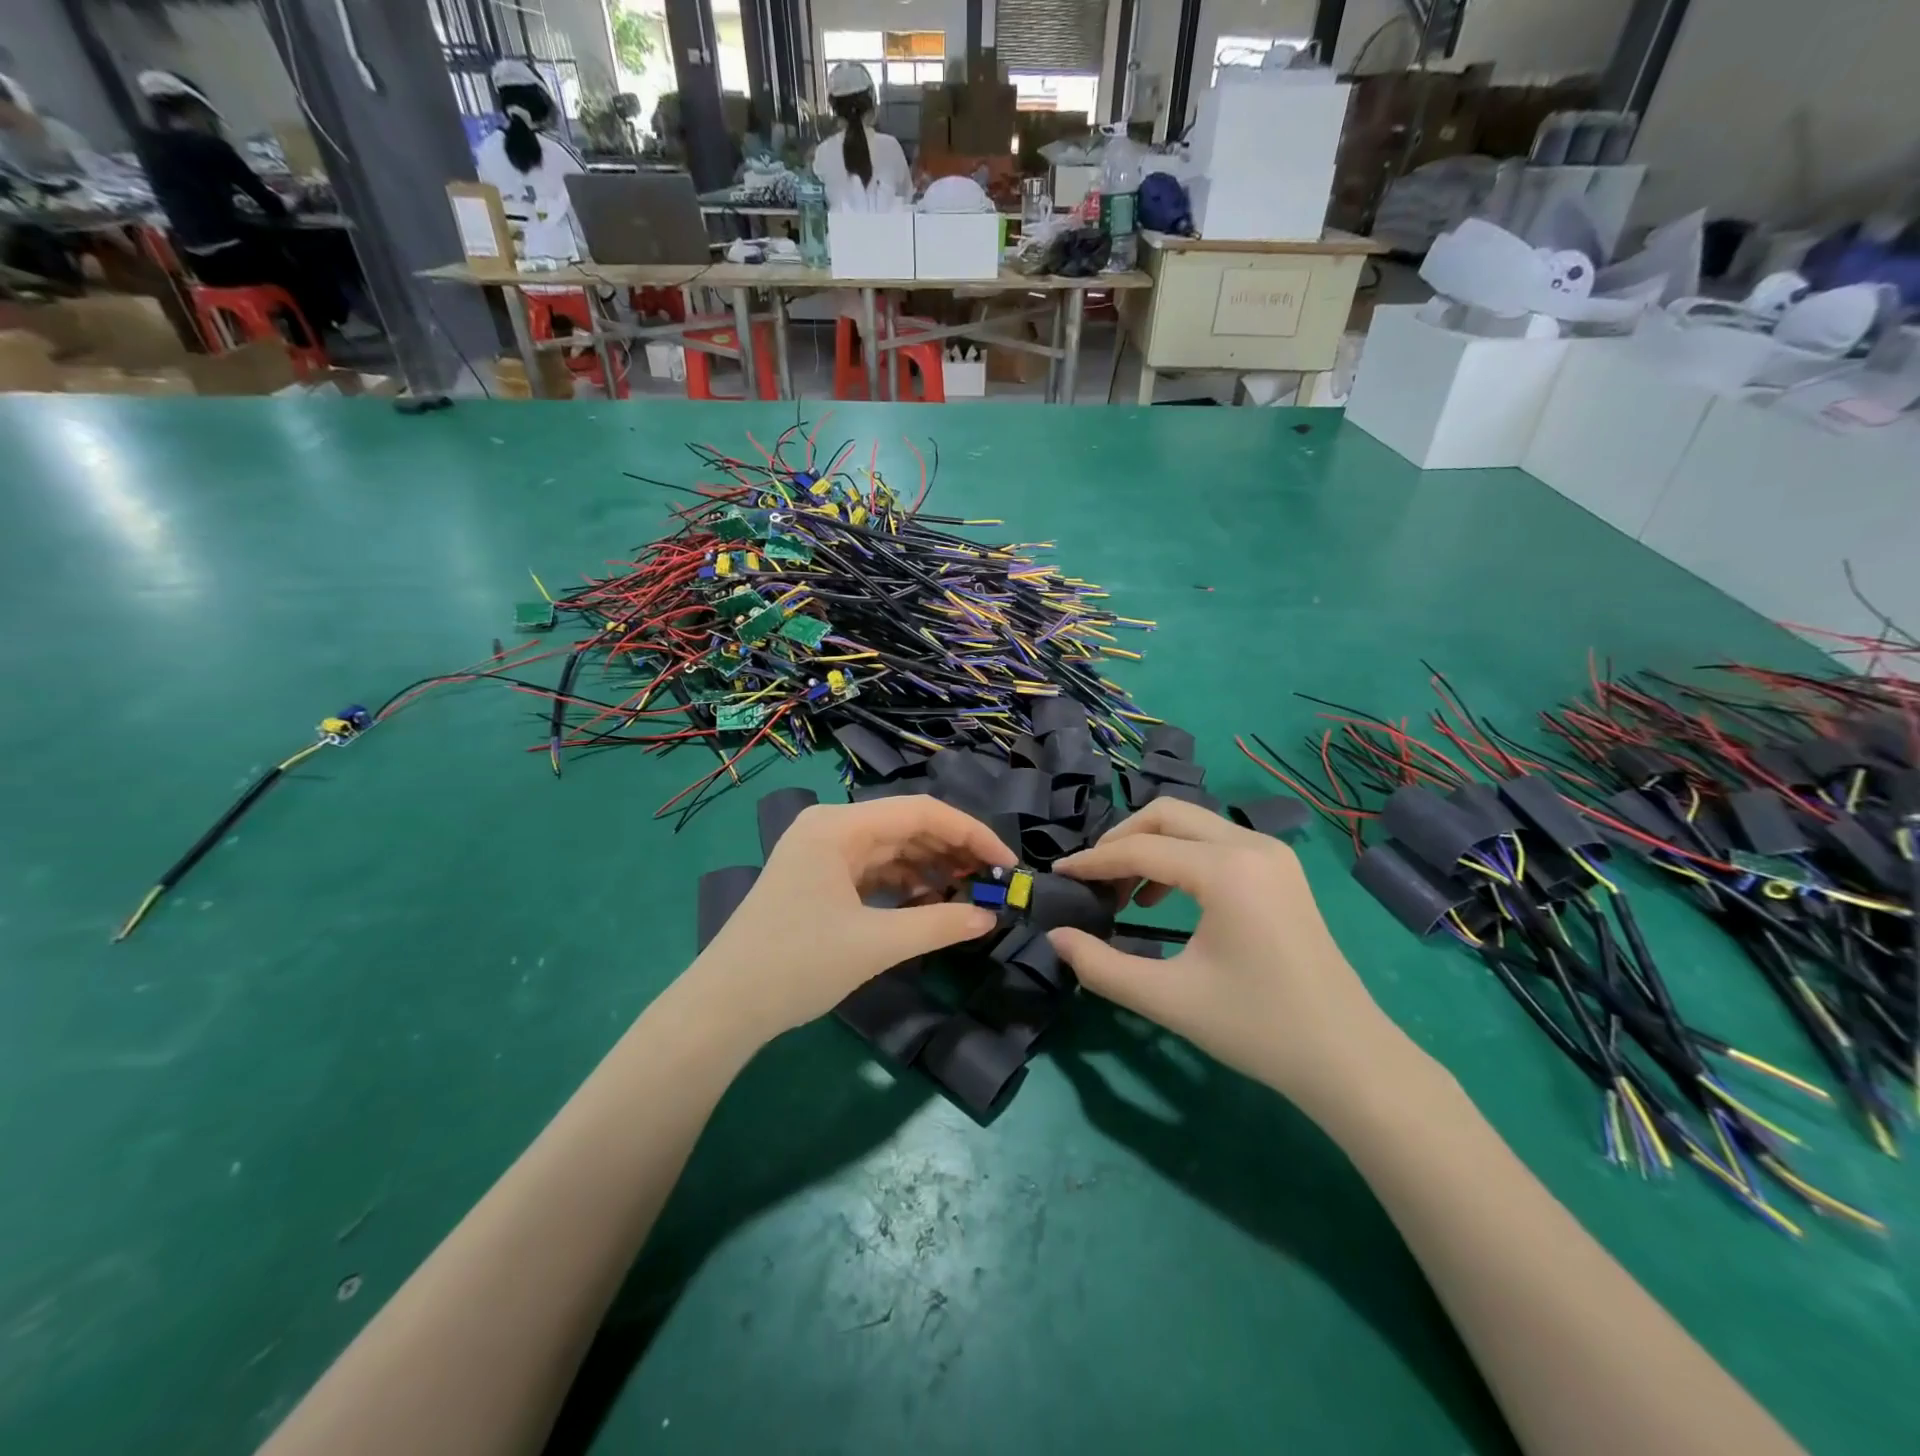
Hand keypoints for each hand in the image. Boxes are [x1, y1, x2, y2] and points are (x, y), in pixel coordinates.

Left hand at [686, 796, 1014, 1044]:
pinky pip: (873, 869)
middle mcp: (830, 827)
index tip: (1006, 863)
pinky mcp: (818, 878)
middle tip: (993, 882)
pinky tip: (930, 902)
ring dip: (931, 867)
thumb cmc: (798, 965)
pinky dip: (904, 884)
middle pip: (906, 826)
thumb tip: (990, 917)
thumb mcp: (876, 944)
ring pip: (891, 848)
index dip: (970, 833)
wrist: (723, 1008)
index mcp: (838, 826)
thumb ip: (939, 924)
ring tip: (969, 893)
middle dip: (952, 851)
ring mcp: (821, 852)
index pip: (920, 812)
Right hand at [1049, 799, 1401, 1111]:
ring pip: (1192, 824)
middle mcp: (1251, 845)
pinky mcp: (1279, 870)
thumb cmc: (1257, 1027)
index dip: (1093, 862)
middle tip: (1092, 879)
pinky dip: (1179, 858)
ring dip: (1150, 847)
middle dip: (1121, 840)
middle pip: (1167, 814)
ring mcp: (1271, 854)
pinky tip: (1161, 900)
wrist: (1348, 1058)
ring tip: (1123, 895)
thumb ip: (1101, 966)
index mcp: (1226, 870)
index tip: (1057, 876)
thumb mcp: (1168, 999)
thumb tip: (1055, 937)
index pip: (1141, 848)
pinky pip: (1215, 843)